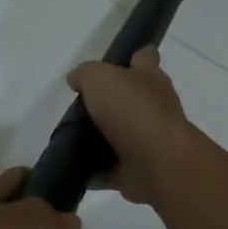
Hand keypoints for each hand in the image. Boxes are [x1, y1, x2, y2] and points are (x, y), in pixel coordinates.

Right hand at [66, 47, 204, 206]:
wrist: (156, 161)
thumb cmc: (132, 110)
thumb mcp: (99, 78)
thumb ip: (85, 74)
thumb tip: (76, 79)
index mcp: (149, 78)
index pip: (145, 57)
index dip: (133, 56)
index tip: (115, 64)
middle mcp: (154, 107)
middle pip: (132, 99)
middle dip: (112, 103)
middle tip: (81, 107)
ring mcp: (148, 141)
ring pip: (122, 136)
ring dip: (102, 140)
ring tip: (70, 139)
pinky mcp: (138, 170)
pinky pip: (112, 170)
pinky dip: (96, 172)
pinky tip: (76, 170)